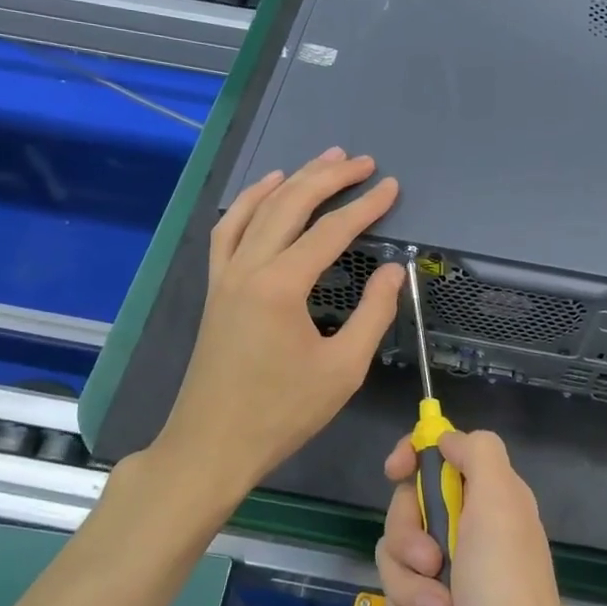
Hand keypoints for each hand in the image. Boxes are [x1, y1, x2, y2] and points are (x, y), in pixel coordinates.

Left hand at [156, 148, 404, 498]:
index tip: (391, 187)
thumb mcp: (343, 369)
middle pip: (291, 204)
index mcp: (282, 286)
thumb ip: (373, 313)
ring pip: (258, 209)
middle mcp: (249, 267)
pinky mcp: (215, 287)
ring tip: (322, 160)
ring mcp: (226, 274)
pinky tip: (267, 189)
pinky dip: (249, 202)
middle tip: (363, 162)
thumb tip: (394, 270)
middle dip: (329, 177)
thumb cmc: (282, 413)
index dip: (366, 206)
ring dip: (292, 180)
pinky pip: (229, 229)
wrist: (212, 445)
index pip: (331, 231)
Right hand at [377, 430, 593, 605]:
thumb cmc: (506, 596)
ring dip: (414, 591)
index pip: (444, 453)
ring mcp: (454, 577)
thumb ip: (478, 454)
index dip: (415, 456)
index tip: (395, 471)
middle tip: (434, 562)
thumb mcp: (501, 506)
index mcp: (492, 498)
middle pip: (409, 508)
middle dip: (409, 539)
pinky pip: (402, 604)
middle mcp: (473, 531)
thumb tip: (447, 438)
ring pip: (397, 560)